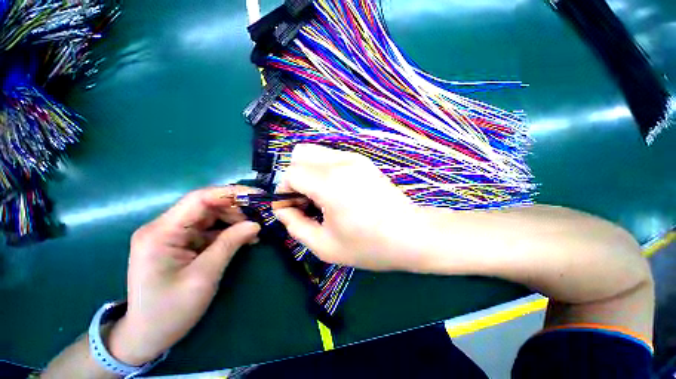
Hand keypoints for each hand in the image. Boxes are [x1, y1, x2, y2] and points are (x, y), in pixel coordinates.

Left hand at [107, 186, 260, 364]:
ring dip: (235, 220)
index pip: (199, 199)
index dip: (231, 193)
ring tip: (255, 231)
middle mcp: (164, 227)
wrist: (146, 336)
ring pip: (210, 216)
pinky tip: (244, 238)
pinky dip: (228, 231)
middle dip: (236, 209)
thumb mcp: (204, 276)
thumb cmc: (170, 311)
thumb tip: (255, 224)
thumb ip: (229, 244)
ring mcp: (171, 235)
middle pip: (206, 205)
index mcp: (161, 233)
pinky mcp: (180, 243)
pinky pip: (208, 229)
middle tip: (260, 217)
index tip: (257, 196)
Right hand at [274, 144, 421, 270]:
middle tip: (306, 201)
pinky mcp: (363, 161)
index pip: (290, 174)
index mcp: (329, 183)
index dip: (284, 192)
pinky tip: (336, 191)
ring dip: (309, 173)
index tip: (292, 209)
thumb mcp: (324, 245)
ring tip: (321, 198)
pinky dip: (324, 171)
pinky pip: (331, 157)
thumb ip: (295, 225)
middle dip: (295, 178)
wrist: (411, 234)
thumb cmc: (368, 245)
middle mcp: (341, 162)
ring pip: (315, 153)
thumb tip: (283, 209)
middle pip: (300, 155)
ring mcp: (354, 158)